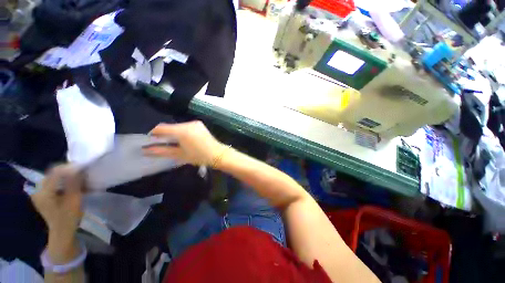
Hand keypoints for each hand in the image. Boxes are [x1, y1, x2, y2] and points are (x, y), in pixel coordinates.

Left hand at [31, 165, 83, 240]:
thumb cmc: (69, 217)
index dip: (70, 168)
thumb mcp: (74, 199)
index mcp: (43, 192)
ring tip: (78, 179)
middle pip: (53, 174)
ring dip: (66, 177)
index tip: (83, 167)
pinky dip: (62, 182)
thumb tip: (78, 168)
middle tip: (81, 173)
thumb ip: (74, 183)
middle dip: (68, 171)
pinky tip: (70, 185)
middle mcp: (38, 190)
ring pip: (53, 178)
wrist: (62, 232)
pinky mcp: (43, 196)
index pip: (56, 172)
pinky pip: (52, 183)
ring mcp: (39, 193)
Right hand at [144, 121, 225, 166]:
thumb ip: (161, 151)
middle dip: (164, 134)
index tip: (151, 141)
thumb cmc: (199, 156)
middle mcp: (188, 123)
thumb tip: (145, 150)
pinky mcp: (199, 124)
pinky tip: (184, 139)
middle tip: (162, 144)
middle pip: (170, 126)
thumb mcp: (179, 155)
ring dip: (173, 133)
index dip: (153, 134)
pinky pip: (186, 126)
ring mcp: (195, 123)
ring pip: (177, 126)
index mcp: (182, 131)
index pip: (161, 128)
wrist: (218, 154)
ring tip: (174, 143)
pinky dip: (181, 131)